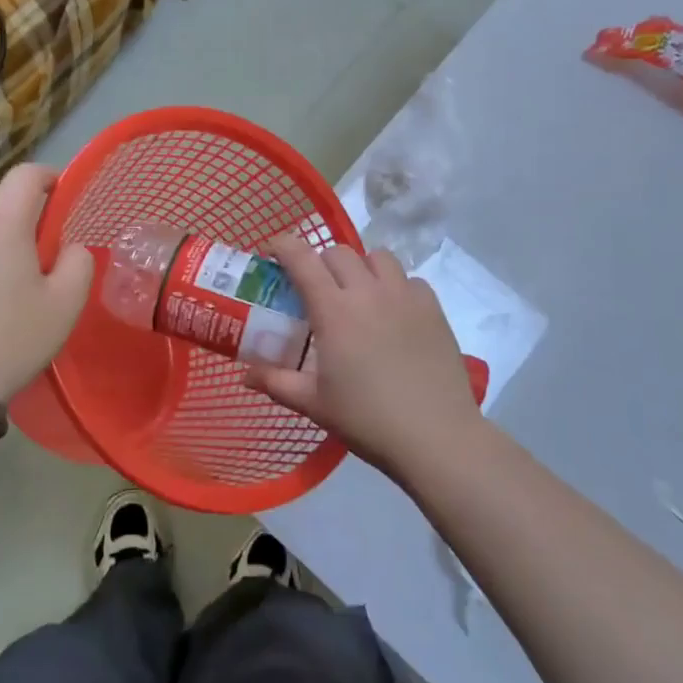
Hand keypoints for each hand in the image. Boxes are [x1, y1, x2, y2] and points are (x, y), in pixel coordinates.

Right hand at [244, 236, 480, 483]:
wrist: (436, 436)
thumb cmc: (367, 419)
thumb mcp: (314, 403)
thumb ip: (276, 382)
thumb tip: (245, 375)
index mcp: (334, 310)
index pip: (302, 258)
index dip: (283, 245)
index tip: (273, 250)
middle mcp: (368, 292)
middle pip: (339, 252)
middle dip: (321, 261)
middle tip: (317, 289)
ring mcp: (405, 296)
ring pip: (378, 257)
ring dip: (361, 267)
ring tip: (359, 294)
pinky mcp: (433, 308)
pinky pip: (410, 279)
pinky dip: (396, 286)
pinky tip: (394, 313)